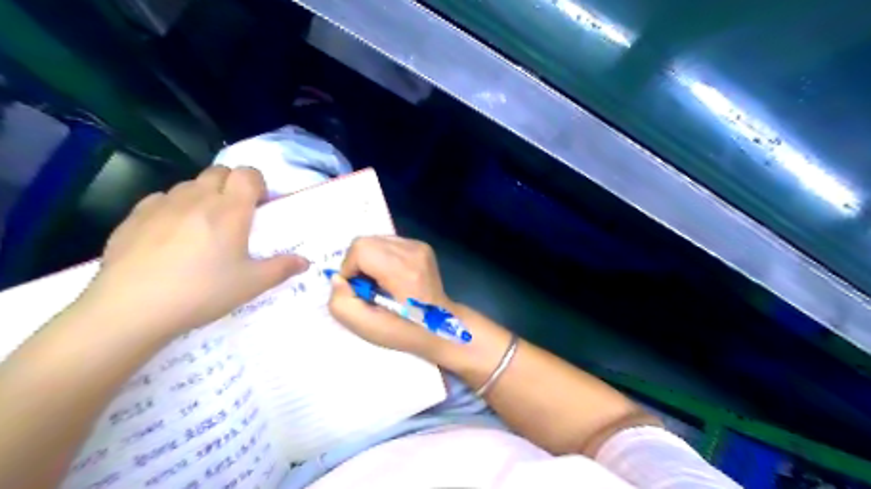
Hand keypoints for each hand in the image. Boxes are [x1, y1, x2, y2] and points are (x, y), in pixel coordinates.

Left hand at [74, 166, 309, 337]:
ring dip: (204, 195)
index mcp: (229, 210)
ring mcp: (162, 204)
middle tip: (235, 214)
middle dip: (232, 185)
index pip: (248, 174)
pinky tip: (171, 234)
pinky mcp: (134, 216)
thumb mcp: (251, 284)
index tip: (259, 206)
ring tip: (203, 225)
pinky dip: (174, 207)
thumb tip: (305, 261)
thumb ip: (282, 268)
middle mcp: (197, 198)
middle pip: (219, 172)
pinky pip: (161, 198)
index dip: (258, 183)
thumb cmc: (202, 292)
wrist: (131, 309)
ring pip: (190, 184)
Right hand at [328, 235, 457, 359]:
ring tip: (381, 283)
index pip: (361, 248)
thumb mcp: (366, 328)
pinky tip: (391, 276)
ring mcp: (420, 246)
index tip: (359, 290)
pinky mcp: (422, 246)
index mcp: (403, 270)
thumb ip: (341, 303)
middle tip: (368, 288)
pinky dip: (382, 257)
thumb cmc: (404, 331)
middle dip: (358, 264)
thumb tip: (339, 278)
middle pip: (366, 241)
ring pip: (376, 240)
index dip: (350, 269)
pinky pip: (388, 243)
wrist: (441, 327)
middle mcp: (413, 251)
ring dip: (370, 260)